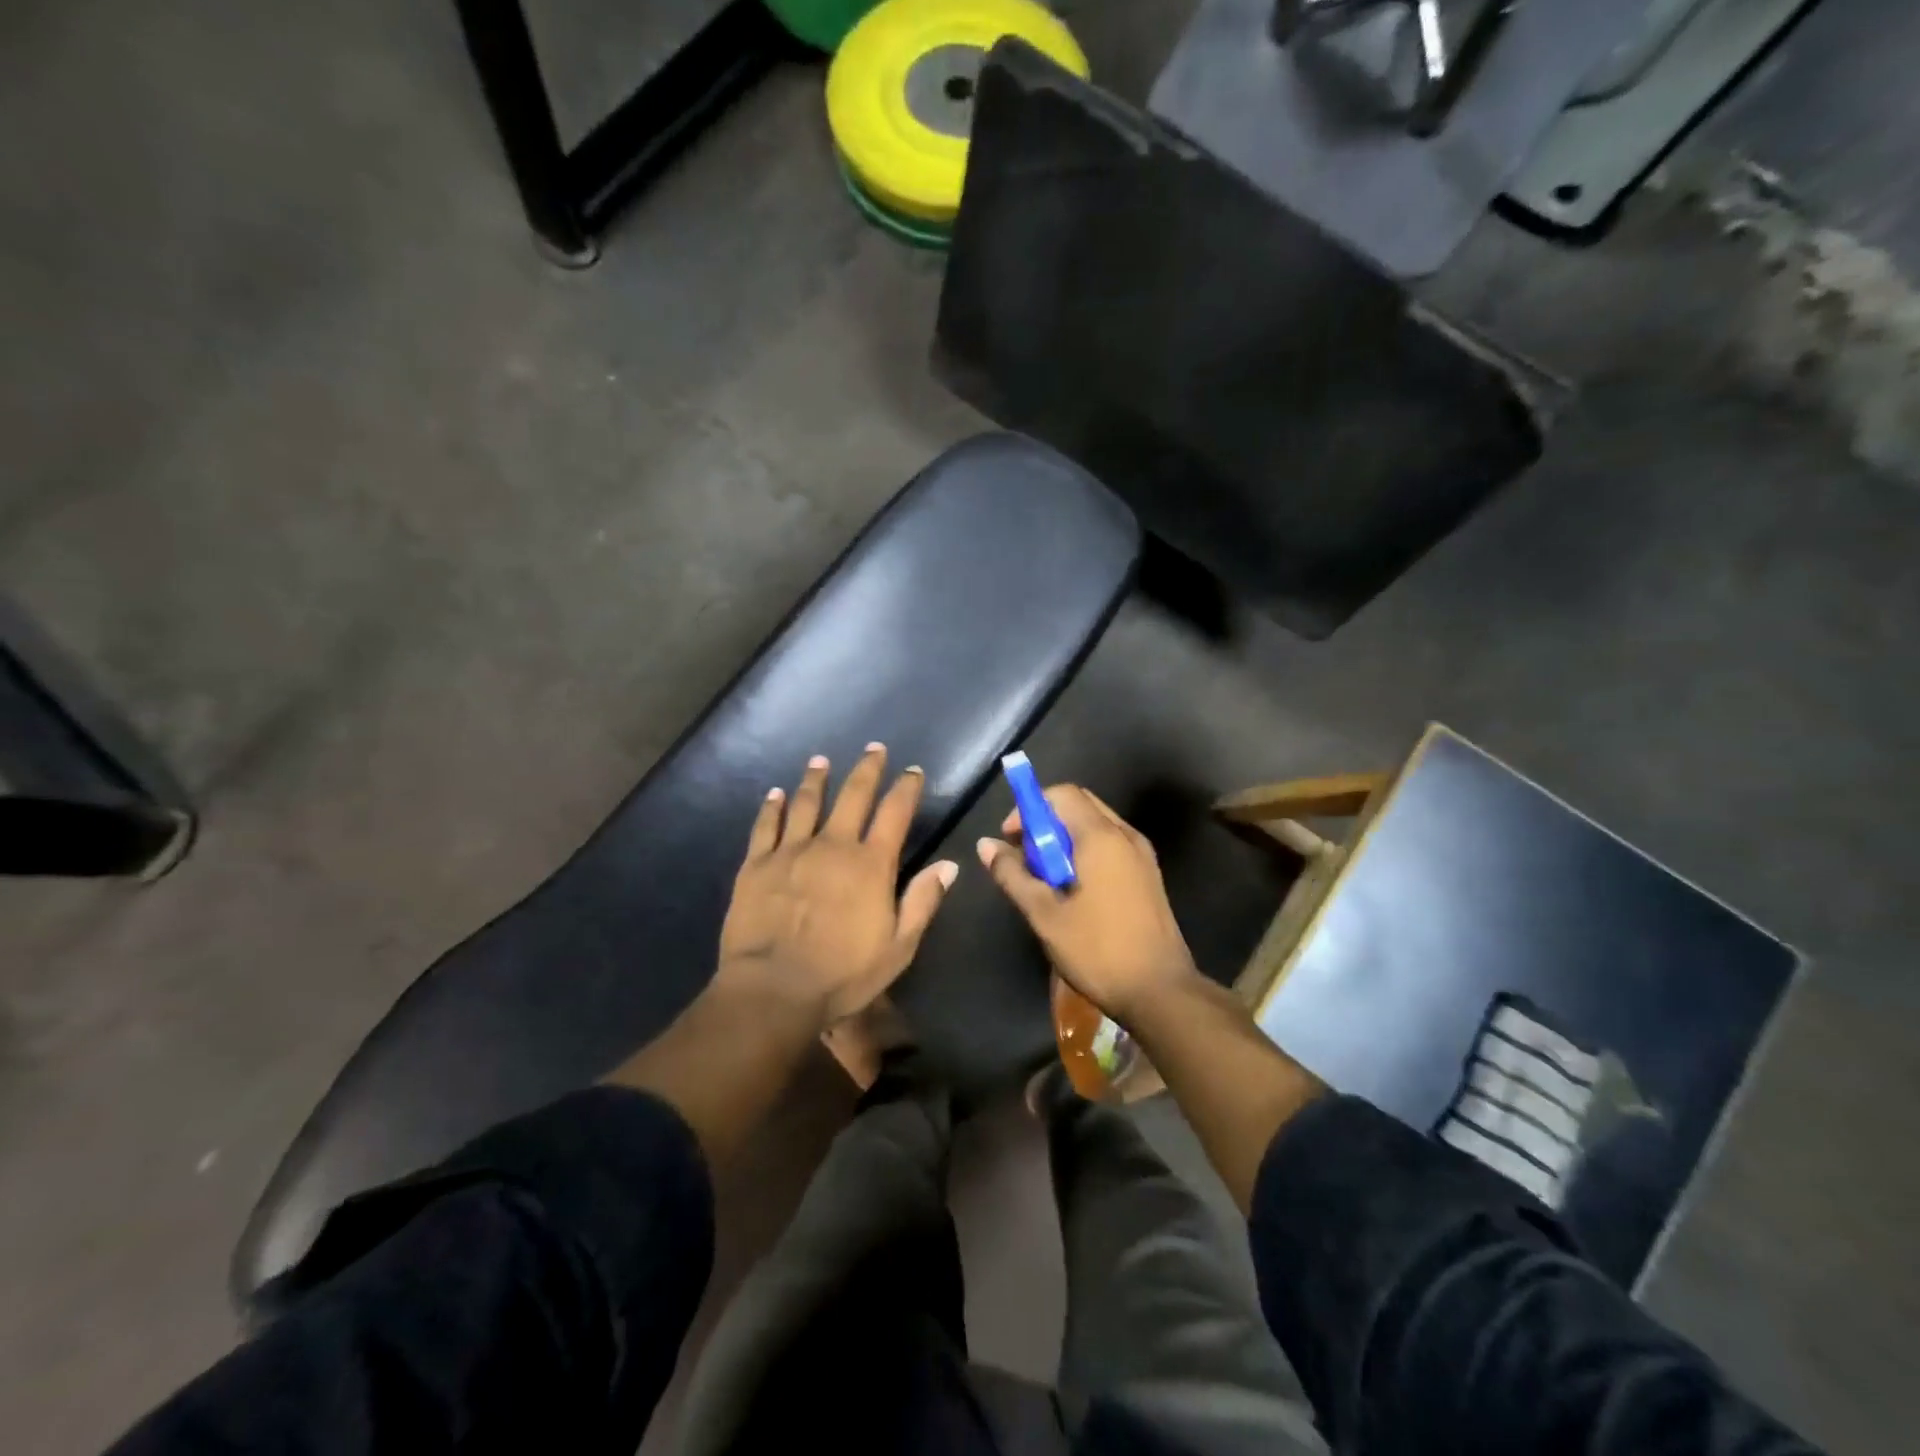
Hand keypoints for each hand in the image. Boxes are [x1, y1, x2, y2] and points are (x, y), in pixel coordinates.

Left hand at [717, 745, 958, 1028]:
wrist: (773, 990)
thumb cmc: (843, 974)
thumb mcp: (898, 947)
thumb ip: (923, 902)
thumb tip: (949, 865)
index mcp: (871, 864)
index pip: (894, 813)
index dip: (906, 788)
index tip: (912, 771)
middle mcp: (833, 846)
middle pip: (853, 796)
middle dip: (867, 769)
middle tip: (874, 749)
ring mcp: (791, 851)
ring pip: (806, 803)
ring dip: (816, 779)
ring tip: (821, 761)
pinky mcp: (757, 864)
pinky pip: (766, 826)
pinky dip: (772, 807)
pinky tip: (775, 793)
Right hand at [976, 784, 1199, 1023]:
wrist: (1161, 992)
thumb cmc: (1098, 951)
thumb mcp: (1044, 915)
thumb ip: (1013, 874)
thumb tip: (986, 845)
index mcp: (1101, 837)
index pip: (1061, 794)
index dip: (1029, 808)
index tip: (1012, 840)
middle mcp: (1126, 836)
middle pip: (1079, 805)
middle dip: (1045, 823)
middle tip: (1026, 859)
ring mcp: (1142, 855)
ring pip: (1095, 826)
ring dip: (1064, 840)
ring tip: (1046, 879)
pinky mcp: (1148, 875)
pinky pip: (1110, 845)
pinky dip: (1085, 852)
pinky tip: (1073, 891)